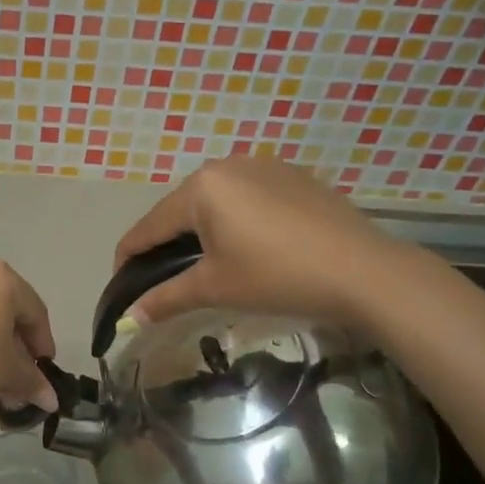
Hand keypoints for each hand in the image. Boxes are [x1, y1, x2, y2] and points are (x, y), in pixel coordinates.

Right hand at [113, 154, 411, 330]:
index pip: (148, 226)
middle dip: (165, 245)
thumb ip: (166, 298)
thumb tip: (131, 318)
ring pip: (214, 202)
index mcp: (201, 187)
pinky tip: (248, 247)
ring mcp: (263, 166)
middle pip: (179, 210)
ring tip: (204, 265)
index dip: (128, 258)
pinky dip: (234, 221)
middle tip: (163, 280)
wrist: (363, 271)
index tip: (120, 285)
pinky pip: (246, 197)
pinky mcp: (292, 176)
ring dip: (200, 231)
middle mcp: (226, 165)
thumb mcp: (215, 287)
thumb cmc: (277, 276)